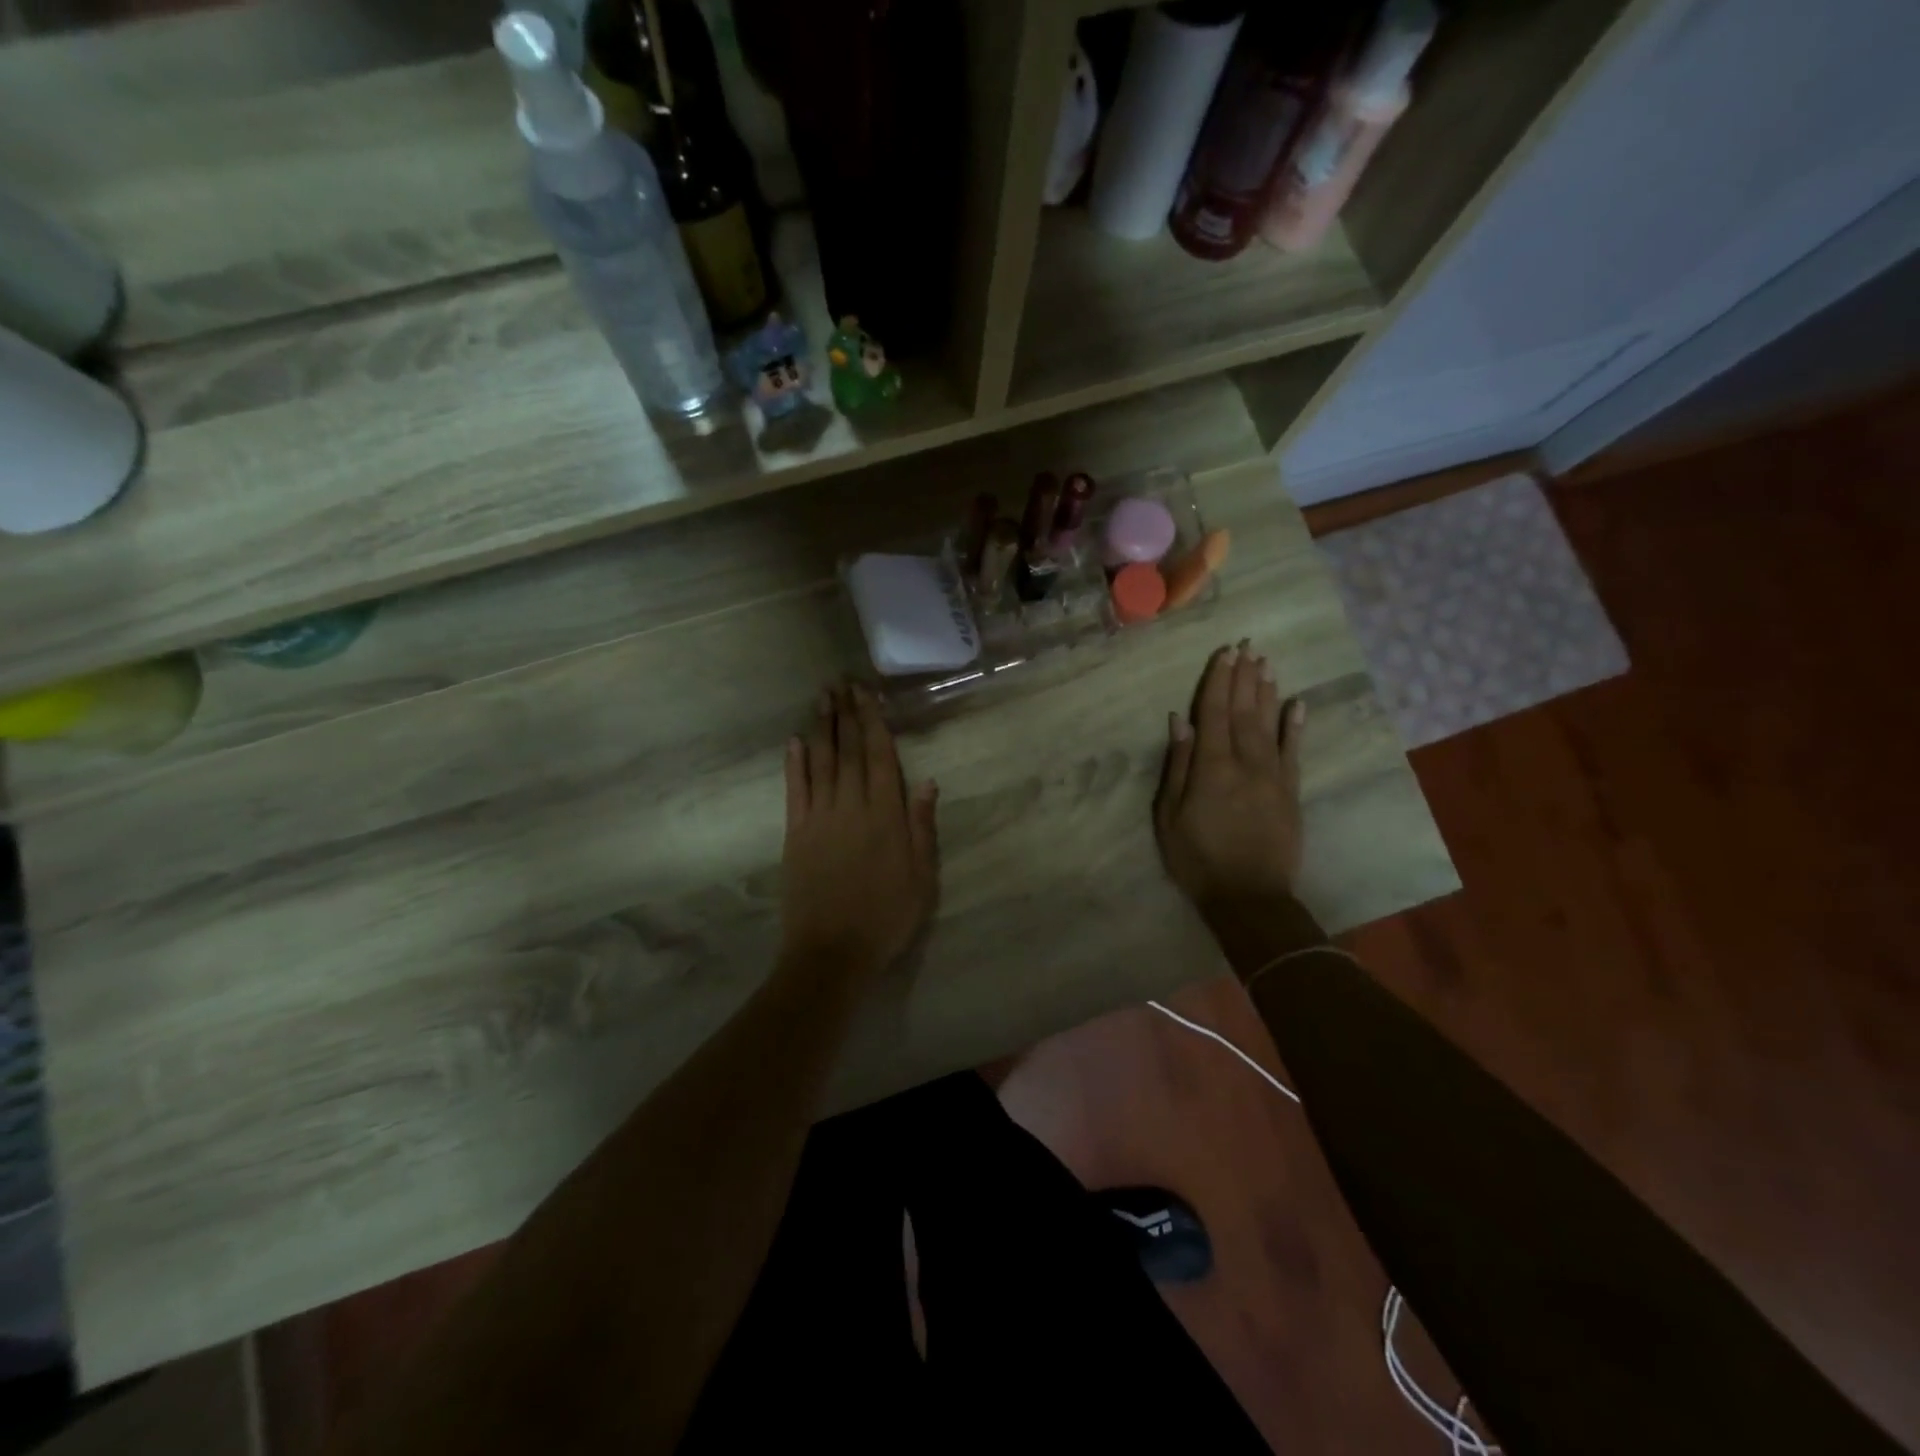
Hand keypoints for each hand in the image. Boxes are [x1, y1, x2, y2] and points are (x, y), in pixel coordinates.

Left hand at [780, 683, 939, 979]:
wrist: (831, 953)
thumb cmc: (886, 917)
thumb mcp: (922, 877)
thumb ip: (922, 827)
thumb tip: (926, 781)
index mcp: (885, 815)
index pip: (879, 756)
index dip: (872, 721)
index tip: (866, 693)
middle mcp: (851, 806)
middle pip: (847, 750)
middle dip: (845, 713)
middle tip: (840, 682)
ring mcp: (819, 817)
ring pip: (820, 762)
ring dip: (821, 727)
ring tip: (821, 698)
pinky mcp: (795, 833)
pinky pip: (795, 790)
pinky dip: (794, 763)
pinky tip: (794, 740)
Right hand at [1154, 641, 1305, 910]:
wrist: (1250, 898)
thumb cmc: (1197, 859)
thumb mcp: (1170, 816)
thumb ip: (1178, 765)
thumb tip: (1180, 721)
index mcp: (1212, 767)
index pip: (1215, 713)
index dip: (1218, 681)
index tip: (1224, 653)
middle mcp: (1246, 762)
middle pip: (1244, 711)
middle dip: (1243, 677)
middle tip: (1247, 646)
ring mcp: (1273, 775)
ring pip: (1269, 724)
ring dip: (1266, 691)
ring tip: (1265, 663)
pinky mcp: (1291, 791)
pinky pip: (1294, 751)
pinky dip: (1295, 725)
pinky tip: (1296, 703)